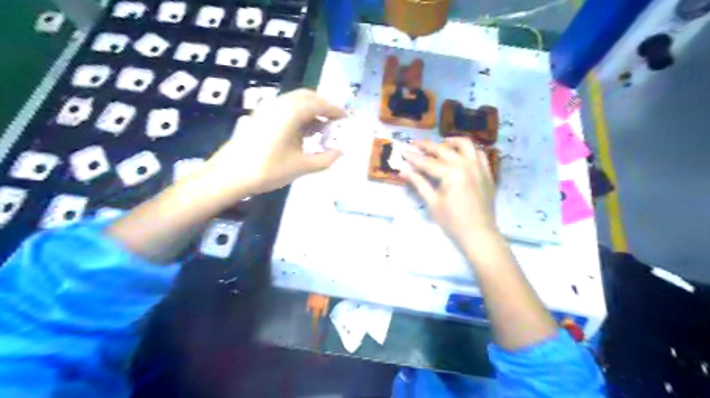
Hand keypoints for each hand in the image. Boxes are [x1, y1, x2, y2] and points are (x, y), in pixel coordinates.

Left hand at [201, 89, 345, 197]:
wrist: (230, 175)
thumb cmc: (269, 169)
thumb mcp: (302, 166)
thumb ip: (326, 159)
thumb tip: (341, 152)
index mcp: (292, 112)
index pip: (319, 104)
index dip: (335, 110)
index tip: (346, 117)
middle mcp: (280, 104)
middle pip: (307, 96)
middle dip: (323, 106)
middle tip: (334, 121)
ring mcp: (267, 108)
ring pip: (294, 101)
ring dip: (310, 110)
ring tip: (320, 128)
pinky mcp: (259, 116)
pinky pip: (284, 108)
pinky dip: (298, 114)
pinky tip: (301, 132)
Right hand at [405, 138, 498, 245]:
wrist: (479, 234)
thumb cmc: (452, 222)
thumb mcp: (433, 203)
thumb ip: (419, 183)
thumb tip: (403, 171)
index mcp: (451, 173)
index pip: (427, 162)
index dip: (414, 157)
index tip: (403, 151)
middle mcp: (466, 165)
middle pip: (443, 150)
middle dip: (427, 146)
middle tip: (414, 144)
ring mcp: (479, 167)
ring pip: (465, 145)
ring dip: (451, 142)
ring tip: (441, 144)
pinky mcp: (487, 173)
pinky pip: (480, 154)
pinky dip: (469, 151)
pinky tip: (461, 154)